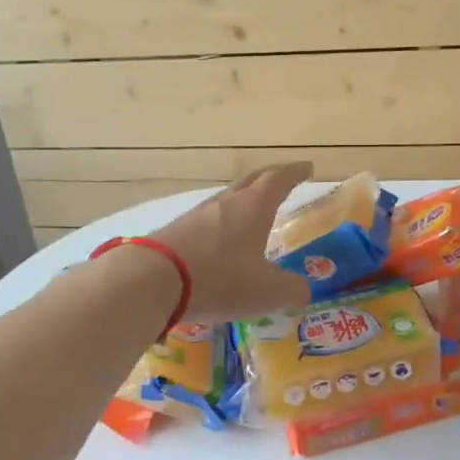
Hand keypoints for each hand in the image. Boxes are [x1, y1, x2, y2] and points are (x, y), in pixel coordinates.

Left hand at [153, 162, 315, 321]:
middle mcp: (225, 203)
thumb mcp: (268, 292)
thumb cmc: (220, 279)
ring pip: (226, 200)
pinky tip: (218, 240)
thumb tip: (302, 290)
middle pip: (251, 181)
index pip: (279, 179)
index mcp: (254, 207)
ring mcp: (196, 215)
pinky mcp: (175, 232)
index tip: (307, 168)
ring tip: (251, 212)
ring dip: (242, 201)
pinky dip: (220, 224)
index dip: (295, 173)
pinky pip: (205, 221)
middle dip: (270, 178)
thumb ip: (292, 290)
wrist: (152, 281)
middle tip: (283, 180)